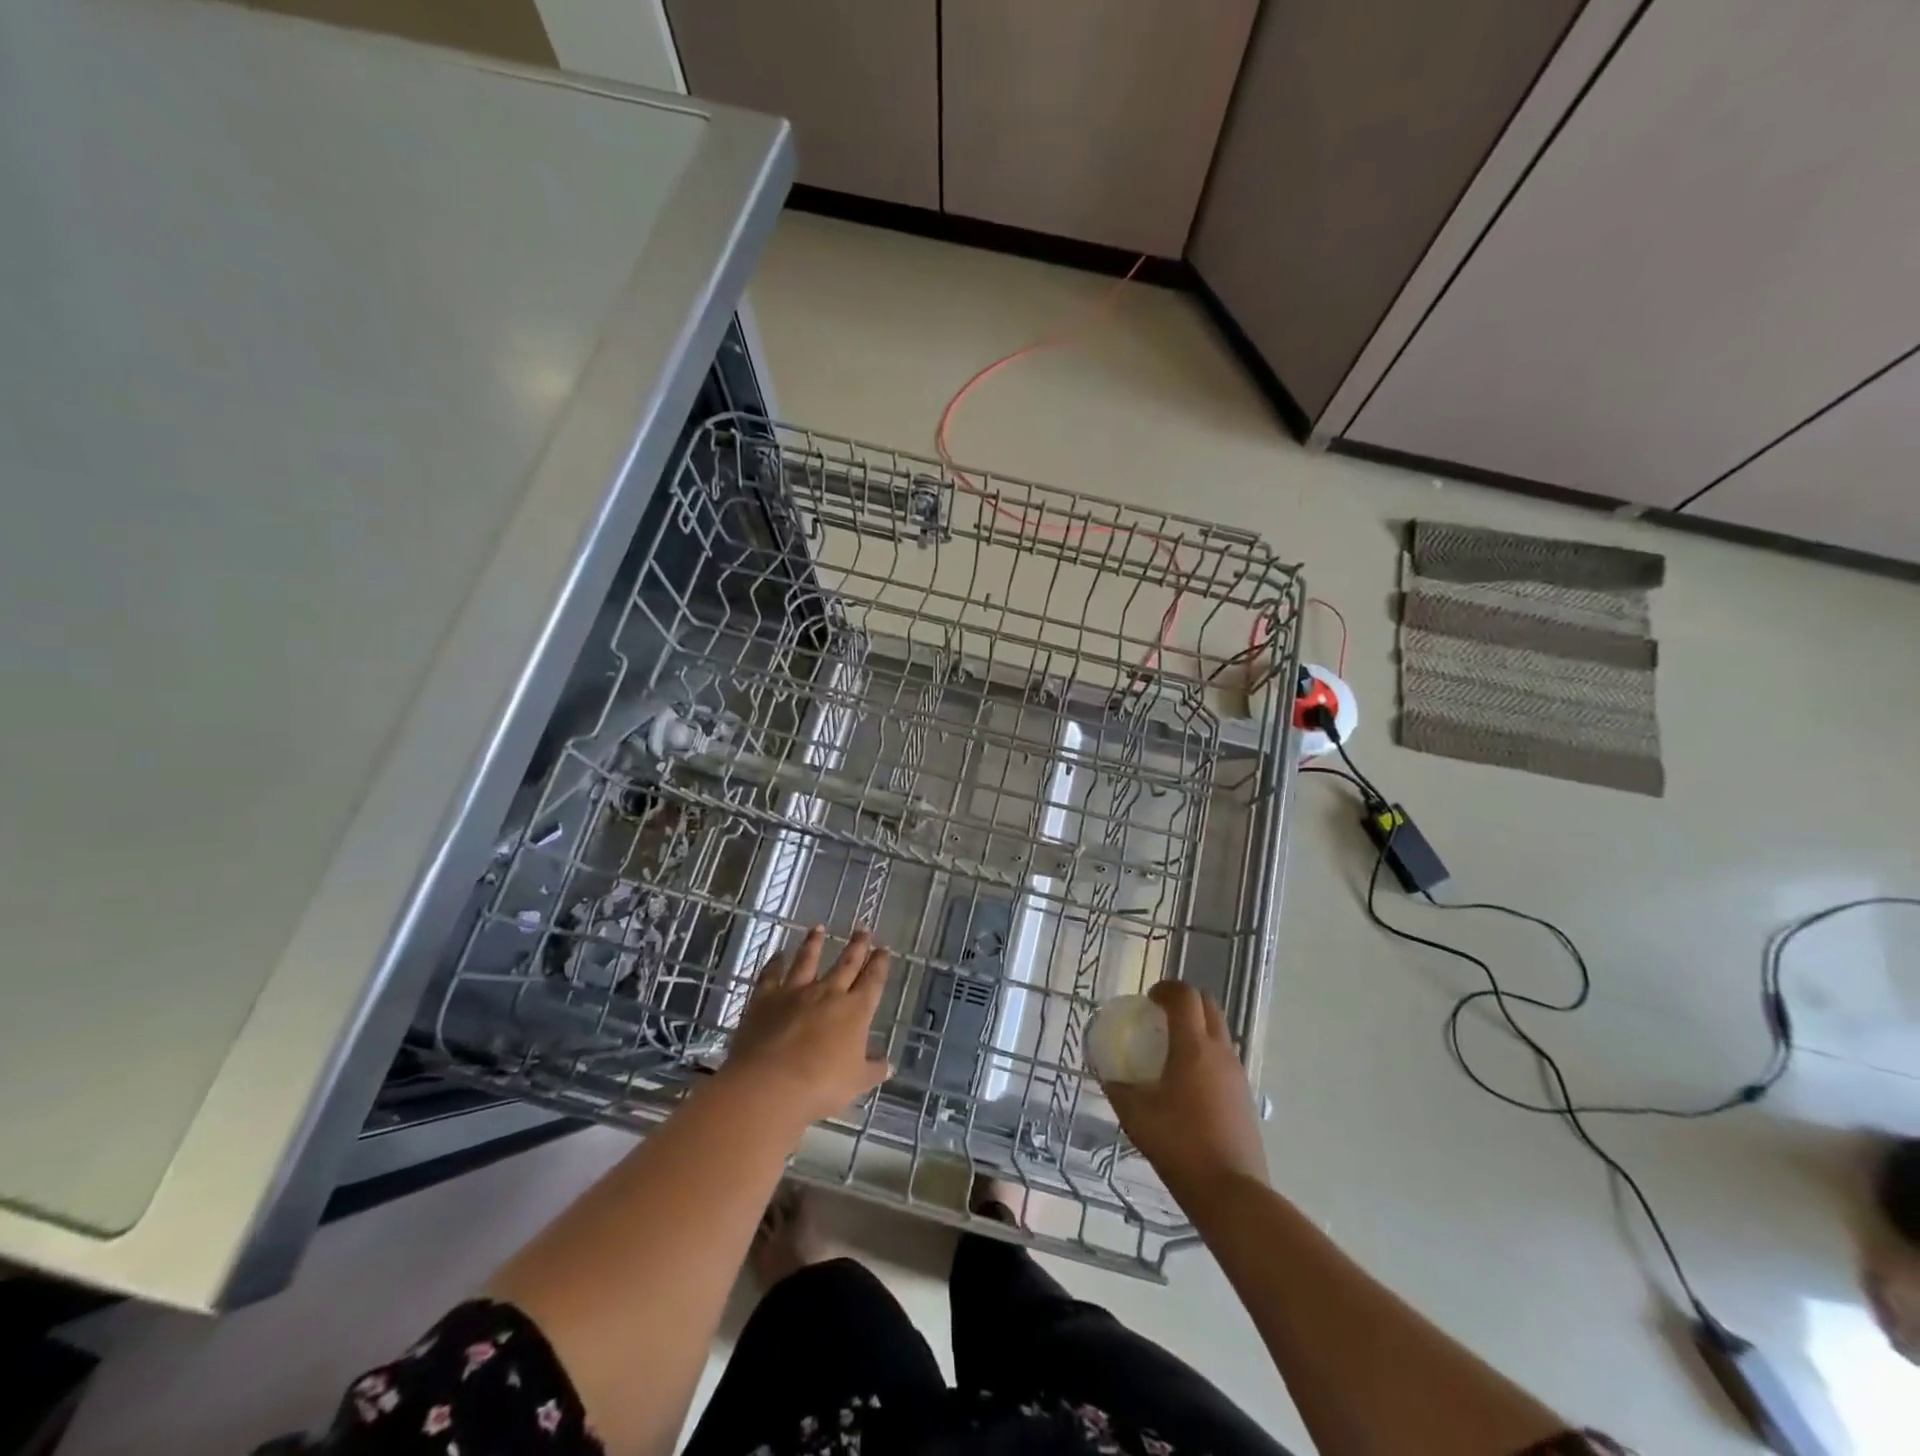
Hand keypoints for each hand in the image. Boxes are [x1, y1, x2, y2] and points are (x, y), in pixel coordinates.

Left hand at [721, 927, 891, 1128]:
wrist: (770, 1084)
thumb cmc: (821, 1086)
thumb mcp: (856, 1083)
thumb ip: (873, 1070)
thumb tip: (888, 1064)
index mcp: (856, 1010)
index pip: (873, 981)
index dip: (879, 964)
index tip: (883, 950)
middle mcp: (829, 993)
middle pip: (846, 963)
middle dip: (857, 946)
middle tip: (863, 929)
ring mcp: (795, 992)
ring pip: (808, 960)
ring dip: (815, 943)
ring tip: (819, 928)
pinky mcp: (765, 998)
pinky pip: (771, 975)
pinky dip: (774, 963)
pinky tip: (776, 954)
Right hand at [1101, 981, 1266, 1204]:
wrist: (1231, 1192)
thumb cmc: (1179, 1144)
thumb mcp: (1135, 1115)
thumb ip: (1118, 1089)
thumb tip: (1109, 1076)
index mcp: (1193, 1047)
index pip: (1185, 997)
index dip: (1166, 989)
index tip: (1149, 998)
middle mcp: (1220, 1052)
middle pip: (1208, 1006)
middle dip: (1185, 1002)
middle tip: (1161, 1016)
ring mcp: (1237, 1074)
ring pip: (1220, 1032)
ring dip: (1198, 1028)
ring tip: (1173, 1050)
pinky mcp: (1245, 1097)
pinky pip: (1225, 1059)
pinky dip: (1207, 1055)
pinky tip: (1189, 1083)